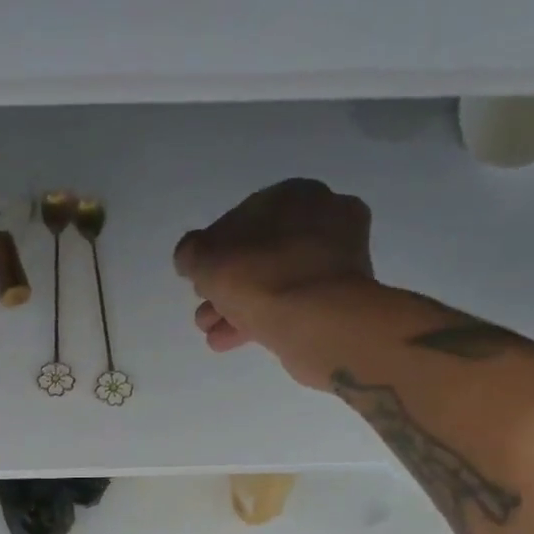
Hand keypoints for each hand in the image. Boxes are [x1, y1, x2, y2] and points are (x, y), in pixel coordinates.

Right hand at [175, 178, 378, 387]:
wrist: (319, 321)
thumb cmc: (261, 277)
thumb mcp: (205, 259)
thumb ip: (191, 253)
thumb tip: (191, 257)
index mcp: (295, 195)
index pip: (241, 219)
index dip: (212, 250)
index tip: (198, 278)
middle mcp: (323, 218)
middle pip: (258, 254)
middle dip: (226, 285)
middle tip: (204, 309)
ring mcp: (338, 259)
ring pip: (274, 281)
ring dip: (238, 306)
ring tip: (211, 330)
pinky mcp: (342, 297)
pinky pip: (292, 302)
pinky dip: (262, 318)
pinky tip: (231, 339)